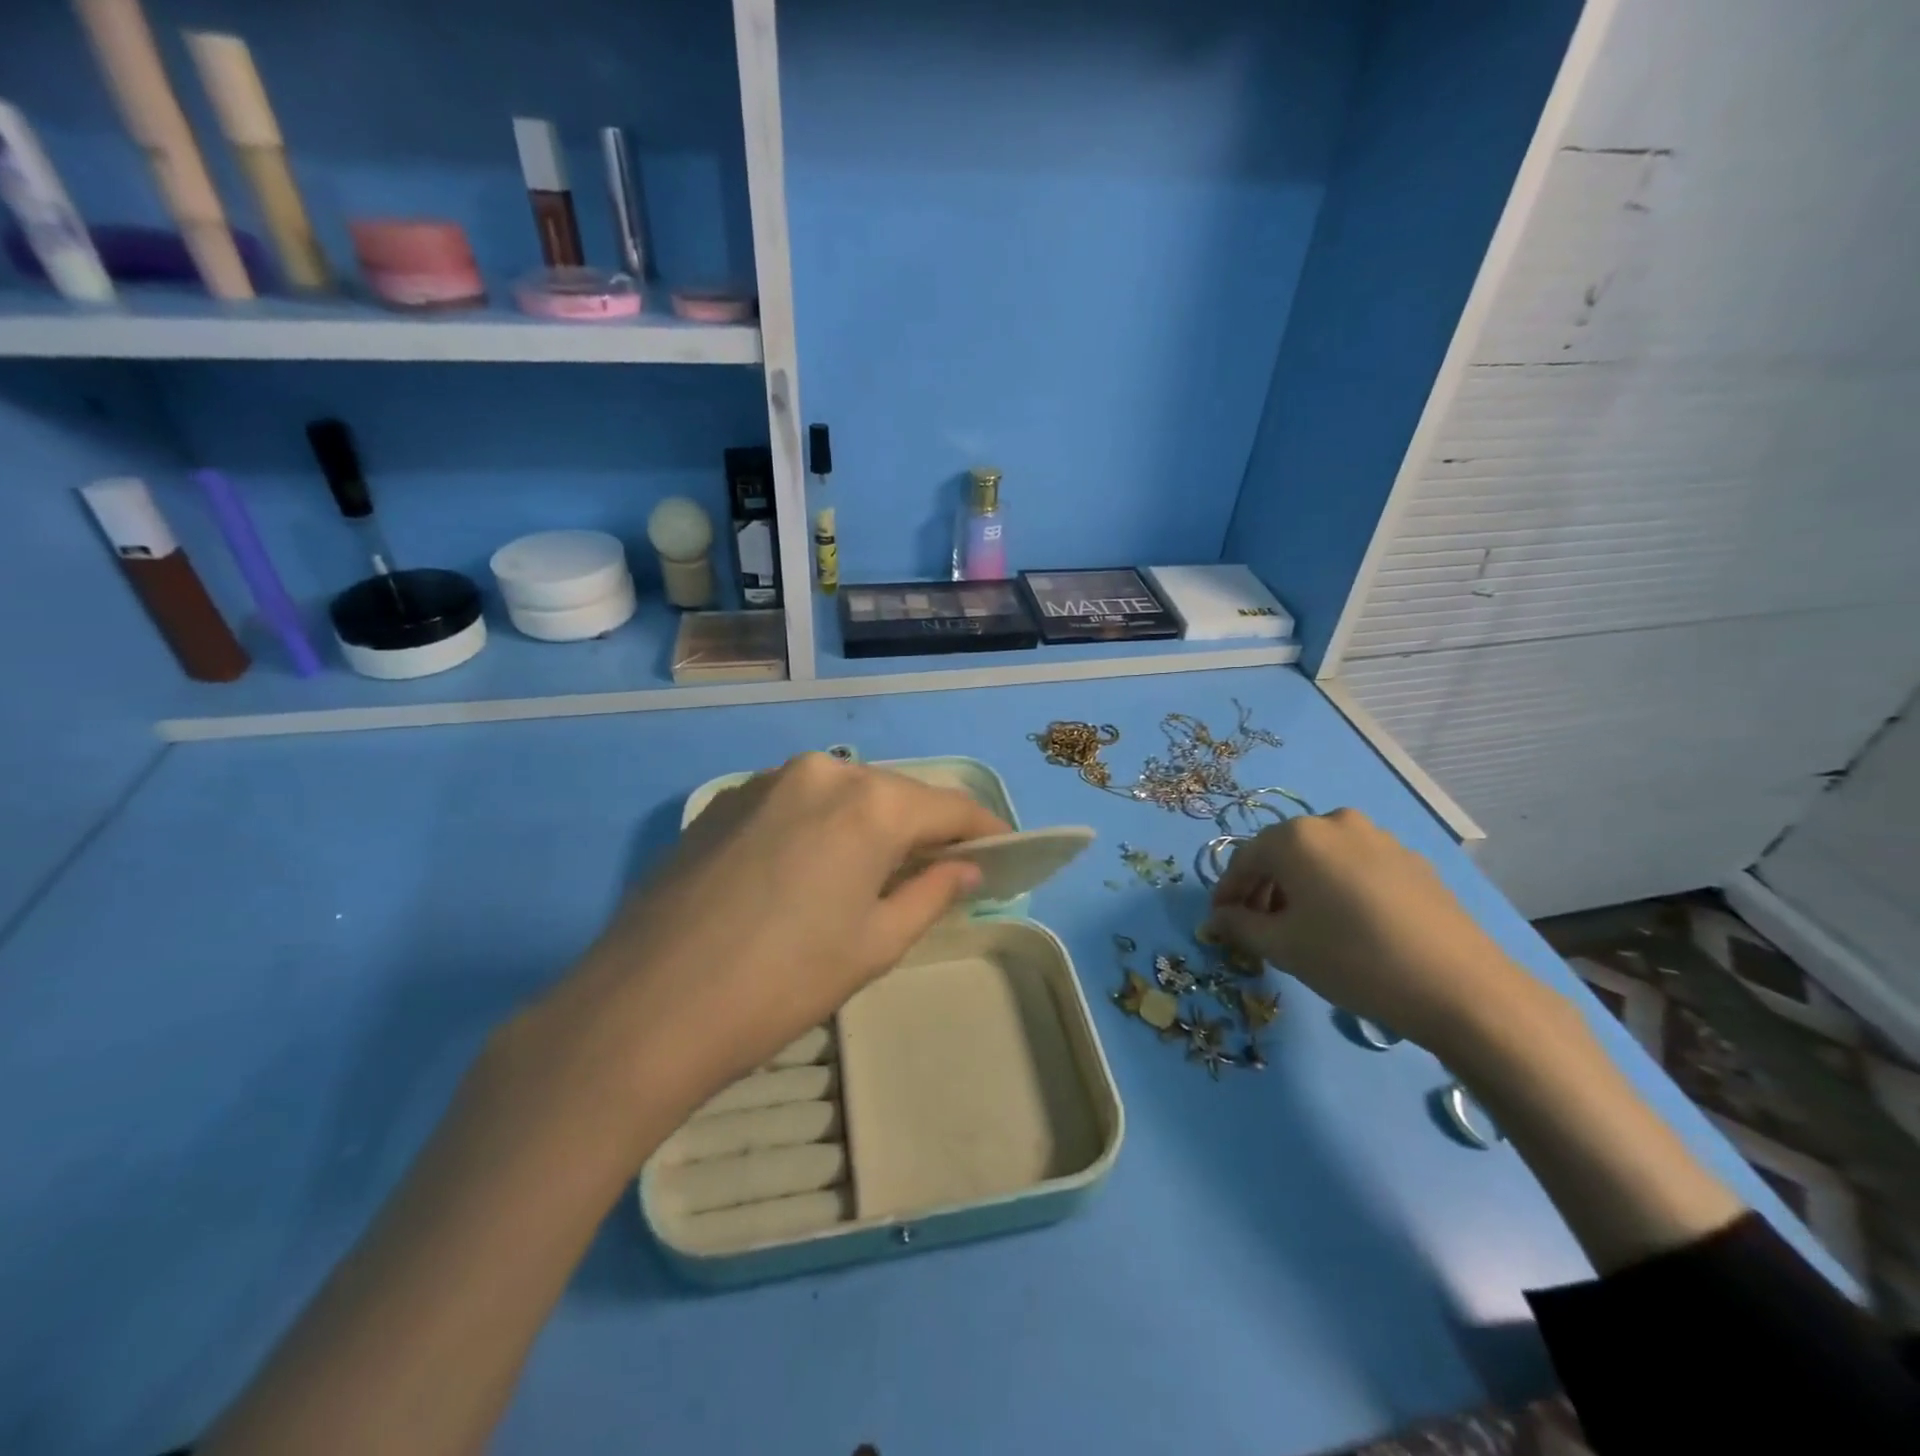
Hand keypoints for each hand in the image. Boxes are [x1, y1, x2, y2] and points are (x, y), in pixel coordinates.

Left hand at [530, 753, 1008, 1129]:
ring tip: (874, 876)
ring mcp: (765, 781)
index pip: (949, 805)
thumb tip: (967, 867)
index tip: (1008, 852)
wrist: (644, 1008)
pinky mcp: (723, 802)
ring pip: (843, 796)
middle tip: (943, 872)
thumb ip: (932, 892)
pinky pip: (796, 804)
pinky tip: (810, 872)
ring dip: (870, 827)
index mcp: (869, 801)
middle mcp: (820, 771)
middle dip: (925, 829)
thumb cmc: (783, 983)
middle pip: (894, 794)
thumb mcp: (875, 944)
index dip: (985, 829)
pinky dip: (822, 828)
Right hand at [1202, 808, 1544, 1055]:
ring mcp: (1379, 838)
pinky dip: (1338, 888)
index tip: (1220, 921)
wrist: (1460, 988)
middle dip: (1264, 888)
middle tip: (1258, 927)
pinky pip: (1356, 867)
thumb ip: (1239, 926)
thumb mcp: (1282, 947)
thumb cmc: (1352, 960)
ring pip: (1321, 858)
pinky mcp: (1411, 860)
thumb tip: (1216, 918)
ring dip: (1301, 887)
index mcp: (1296, 837)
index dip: (1227, 892)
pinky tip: (1347, 925)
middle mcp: (1335, 822)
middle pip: (1283, 853)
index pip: (1244, 859)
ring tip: (1303, 928)